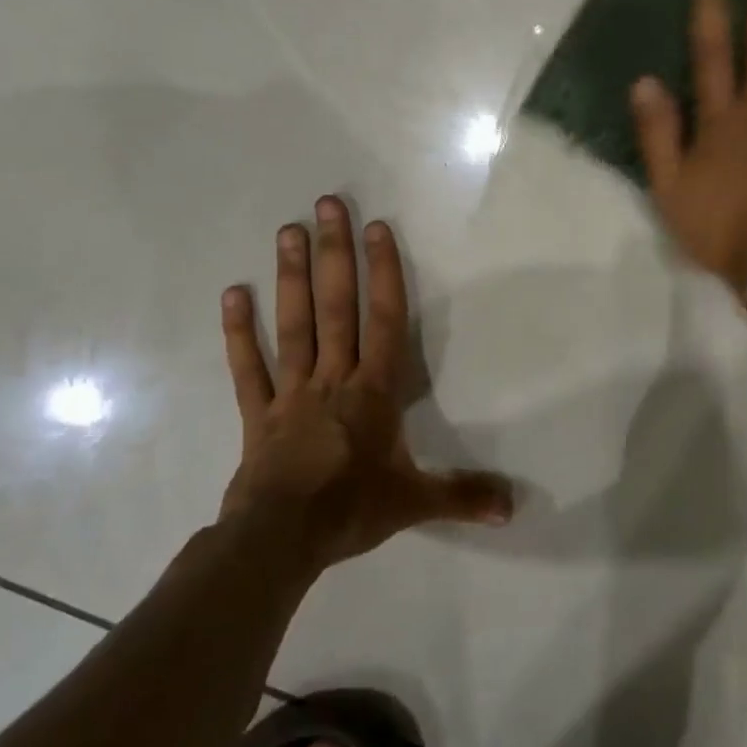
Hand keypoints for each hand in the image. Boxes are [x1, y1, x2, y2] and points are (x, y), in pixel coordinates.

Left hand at [218, 196, 512, 567]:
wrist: (280, 541)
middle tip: (326, 205)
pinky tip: (232, 293)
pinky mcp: (257, 413)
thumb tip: (513, 507)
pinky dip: (238, 332)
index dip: (383, 273)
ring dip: (290, 277)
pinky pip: (247, 367)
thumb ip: (463, 495)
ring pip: (292, 325)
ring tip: (287, 230)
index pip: (384, 321)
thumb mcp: (414, 502)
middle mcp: (333, 378)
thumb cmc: (351, 511)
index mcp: (373, 391)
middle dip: (334, 255)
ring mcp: (290, 392)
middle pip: (335, 308)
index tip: (376, 229)